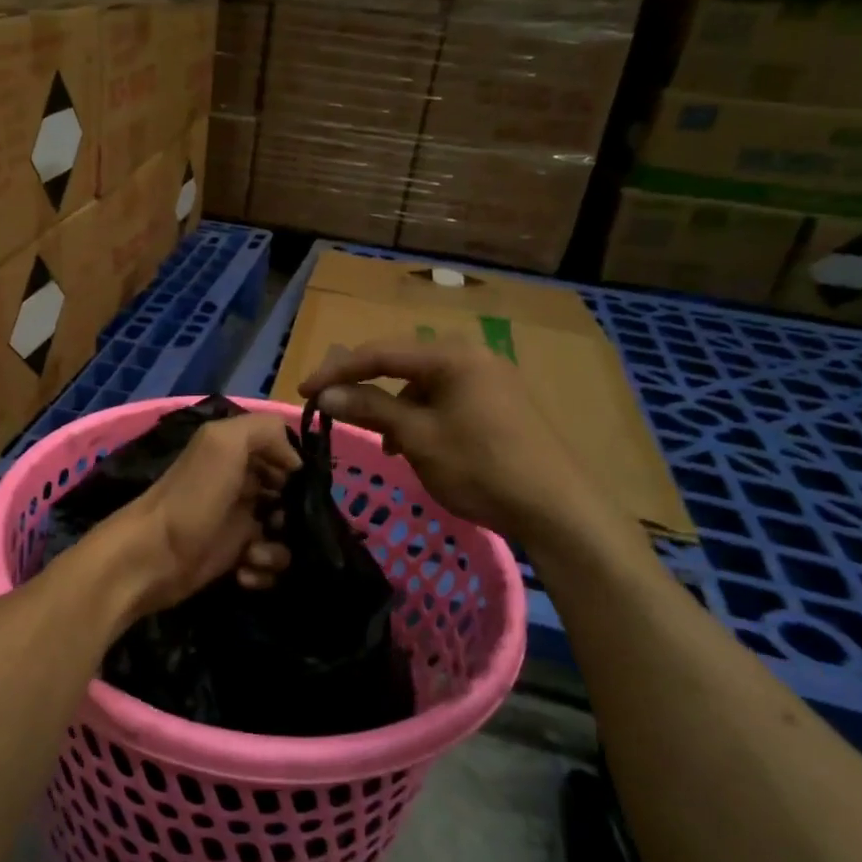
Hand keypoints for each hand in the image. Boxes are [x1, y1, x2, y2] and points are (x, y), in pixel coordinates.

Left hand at [96, 412, 300, 617]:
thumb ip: (265, 431)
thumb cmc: (191, 499)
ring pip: (284, 534)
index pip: (284, 454)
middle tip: (279, 523)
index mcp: (235, 454)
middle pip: (290, 497)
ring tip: (254, 554)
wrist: (150, 558)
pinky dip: (263, 571)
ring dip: (279, 549)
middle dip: (295, 514)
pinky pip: (269, 564)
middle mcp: (239, 485)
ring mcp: (237, 523)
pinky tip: (245, 572)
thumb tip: (295, 461)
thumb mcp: (223, 444)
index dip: (297, 470)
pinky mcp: (234, 558)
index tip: (299, 487)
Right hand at [301, 338, 612, 548]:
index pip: (380, 353)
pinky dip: (420, 417)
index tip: (304, 392)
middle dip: (365, 386)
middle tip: (333, 407)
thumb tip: (325, 394)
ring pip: (423, 384)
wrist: (557, 508)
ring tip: (384, 442)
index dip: (337, 371)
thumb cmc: (480, 467)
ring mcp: (489, 379)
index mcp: (451, 356)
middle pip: (401, 363)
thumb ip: (370, 408)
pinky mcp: (499, 404)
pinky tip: (416, 445)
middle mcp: (471, 356)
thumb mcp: (418, 437)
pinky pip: (444, 399)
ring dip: (393, 406)